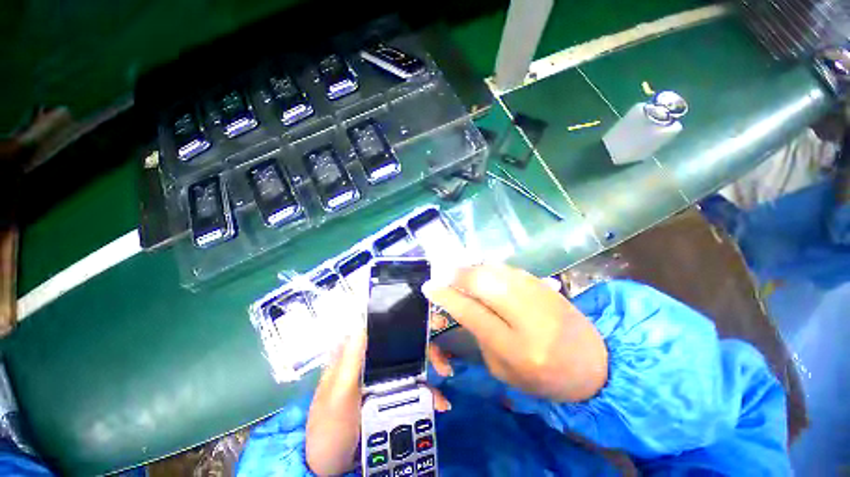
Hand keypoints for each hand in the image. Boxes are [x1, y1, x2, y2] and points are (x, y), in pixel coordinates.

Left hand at [306, 331, 451, 475]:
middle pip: (404, 344)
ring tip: (441, 398)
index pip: (384, 328)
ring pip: (412, 365)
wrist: (328, 468)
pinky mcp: (390, 396)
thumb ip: (350, 360)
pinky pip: (413, 388)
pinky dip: (428, 394)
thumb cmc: (329, 427)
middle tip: (444, 365)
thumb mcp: (337, 394)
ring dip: (431, 376)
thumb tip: (365, 322)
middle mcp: (372, 360)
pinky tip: (439, 405)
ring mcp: (382, 378)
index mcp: (357, 353)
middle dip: (427, 351)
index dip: (408, 322)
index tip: (432, 325)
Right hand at [422, 265, 607, 401]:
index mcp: (517, 348)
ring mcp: (541, 297)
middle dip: (459, 275)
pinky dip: (491, 267)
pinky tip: (483, 271)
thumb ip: (480, 336)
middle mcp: (530, 318)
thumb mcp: (503, 370)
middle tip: (444, 274)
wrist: (596, 366)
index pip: (472, 313)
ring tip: (460, 272)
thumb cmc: (544, 379)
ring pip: (498, 271)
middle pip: (486, 283)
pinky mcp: (548, 286)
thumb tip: (461, 305)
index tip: (430, 286)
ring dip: (474, 268)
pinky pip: (511, 269)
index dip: (447, 296)